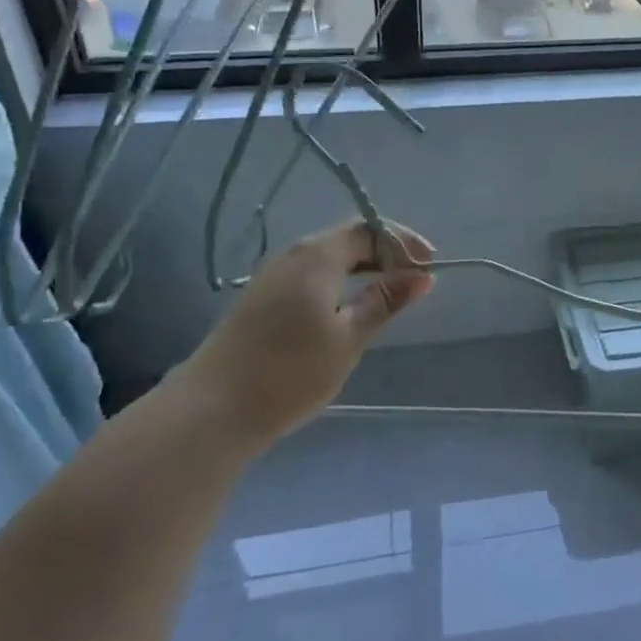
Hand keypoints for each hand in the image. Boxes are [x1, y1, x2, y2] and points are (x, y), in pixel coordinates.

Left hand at [181, 219, 434, 445]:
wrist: (211, 410)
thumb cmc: (290, 373)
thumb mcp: (348, 339)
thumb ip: (385, 301)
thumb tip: (422, 276)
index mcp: (317, 256)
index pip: (369, 230)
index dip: (403, 243)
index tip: (429, 266)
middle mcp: (293, 255)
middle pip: (348, 238)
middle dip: (385, 253)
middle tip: (414, 279)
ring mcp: (272, 276)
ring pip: (328, 257)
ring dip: (362, 267)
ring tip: (388, 293)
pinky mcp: (260, 298)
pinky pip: (310, 274)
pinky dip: (339, 281)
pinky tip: (348, 308)